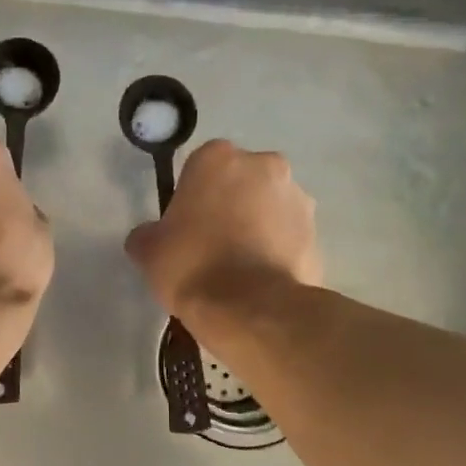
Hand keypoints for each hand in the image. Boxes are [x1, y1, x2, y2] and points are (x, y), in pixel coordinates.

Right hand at [125, 140, 321, 314]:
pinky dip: (277, 251)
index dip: (191, 197)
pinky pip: (288, 237)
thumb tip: (151, 236)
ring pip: (269, 207)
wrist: (250, 308)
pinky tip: (259, 280)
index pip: (200, 168)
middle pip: (241, 182)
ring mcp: (297, 198)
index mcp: (219, 157)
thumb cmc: (192, 265)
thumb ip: (149, 234)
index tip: (185, 226)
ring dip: (257, 225)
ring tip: (239, 267)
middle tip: (212, 243)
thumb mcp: (148, 251)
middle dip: (231, 204)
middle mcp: (265, 165)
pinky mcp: (317, 233)